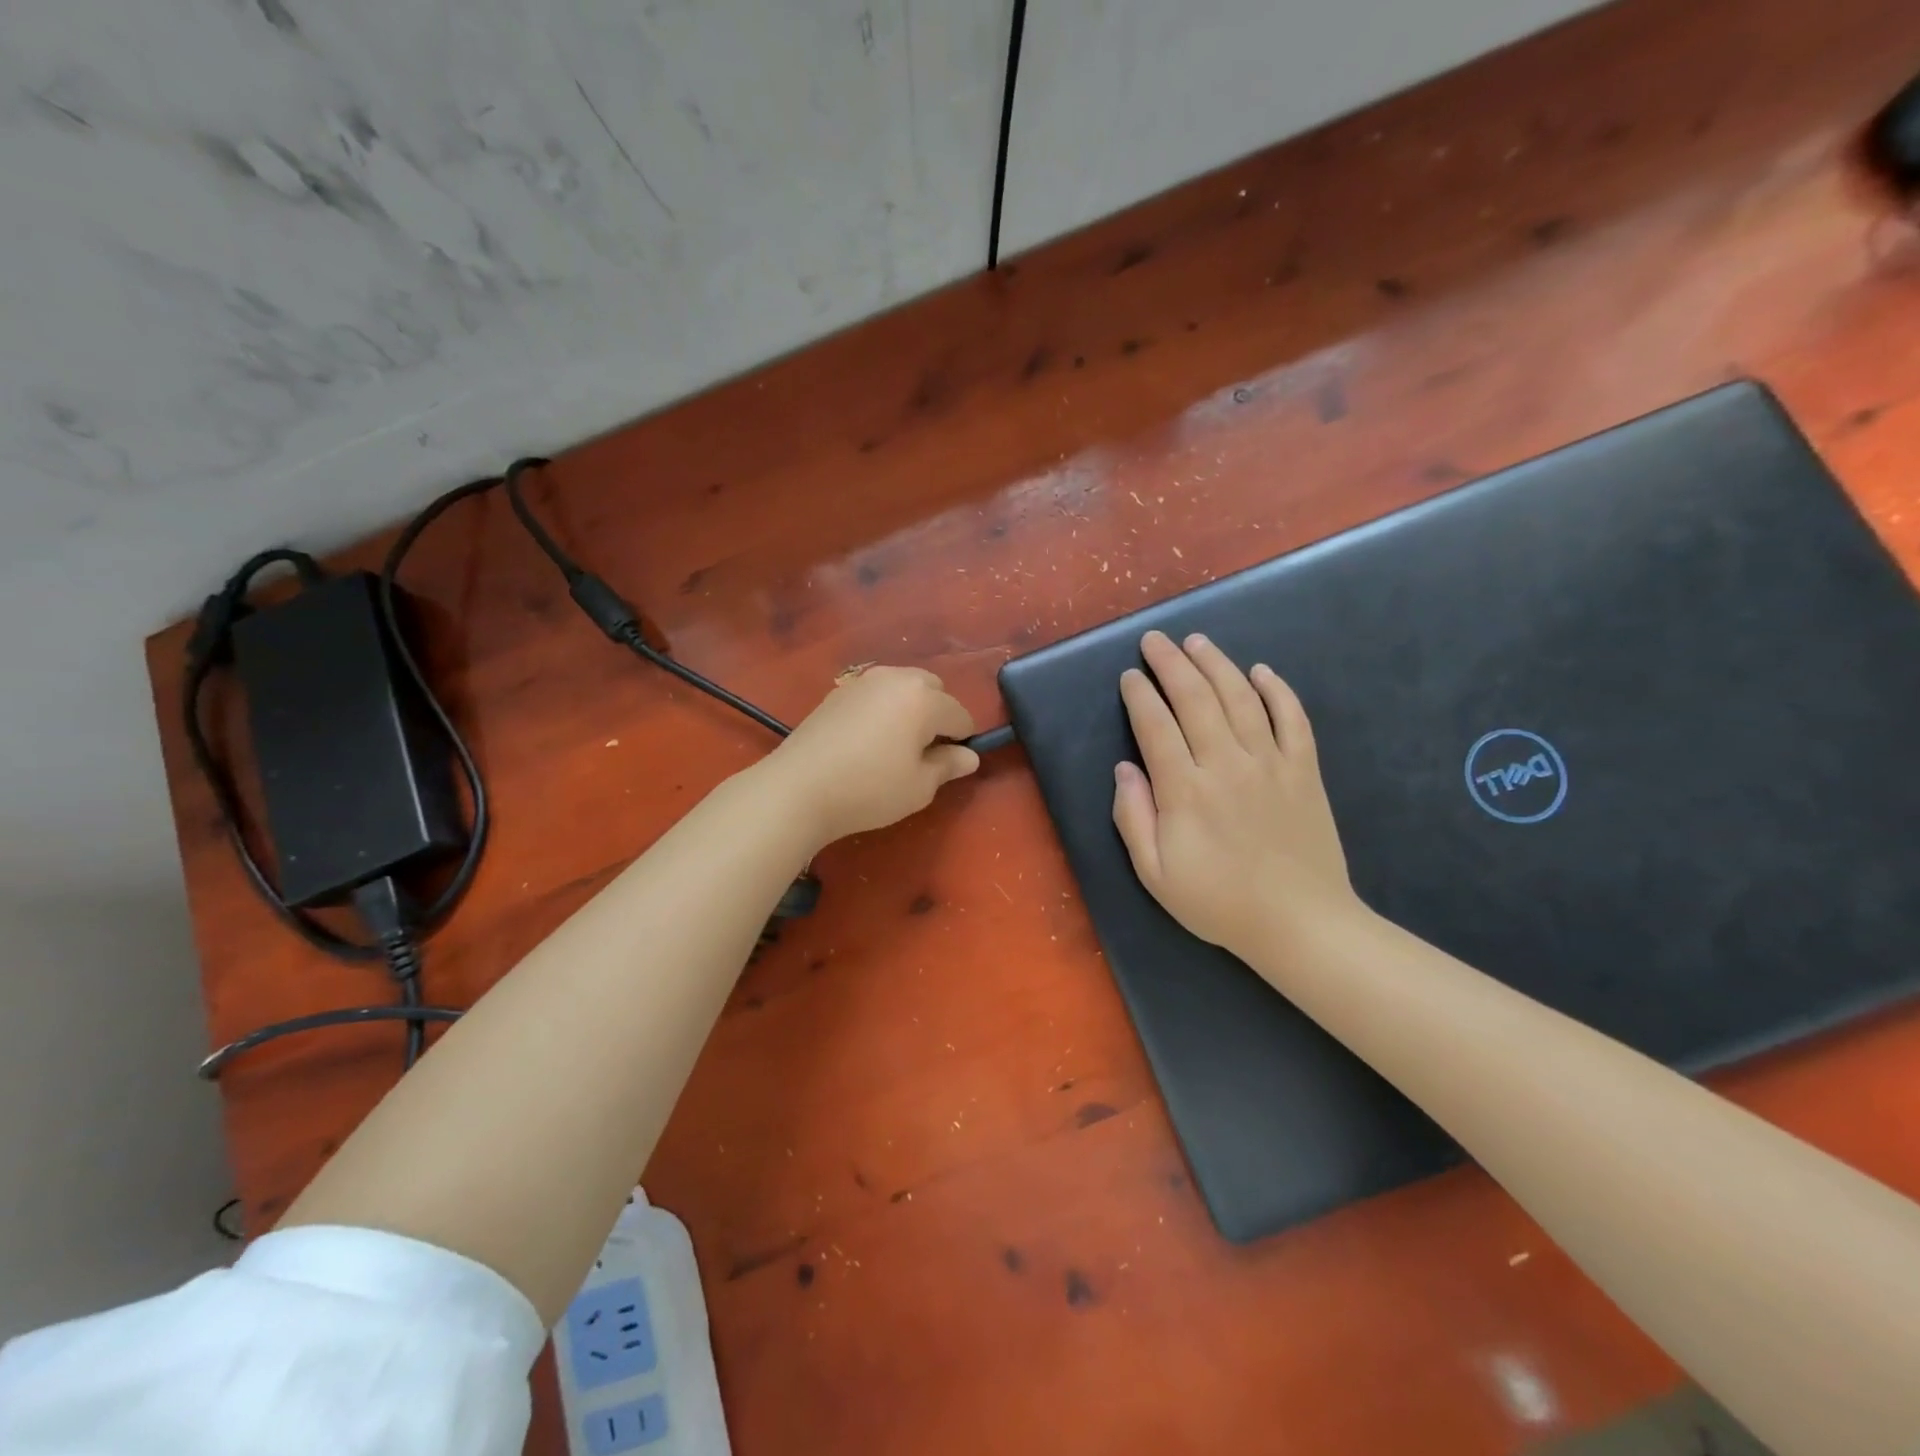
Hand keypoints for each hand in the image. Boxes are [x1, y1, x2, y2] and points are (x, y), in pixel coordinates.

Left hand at [765, 666, 978, 847]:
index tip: (949, 766)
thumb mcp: (919, 786)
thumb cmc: (870, 789)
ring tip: (895, 746)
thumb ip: (948, 766)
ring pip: (902, 687)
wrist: (798, 788)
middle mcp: (896, 678)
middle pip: (933, 689)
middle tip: (923, 753)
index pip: (960, 715)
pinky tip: (867, 741)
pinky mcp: (837, 692)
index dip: (962, 741)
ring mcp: (863, 681)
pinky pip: (875, 694)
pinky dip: (882, 710)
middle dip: (937, 715)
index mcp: (924, 698)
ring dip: (910, 709)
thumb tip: (970, 756)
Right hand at [1113, 631, 1359, 959]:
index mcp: (1185, 790)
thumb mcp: (1155, 874)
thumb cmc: (1218, 902)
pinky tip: (1261, 671)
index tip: (1129, 676)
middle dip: (1171, 663)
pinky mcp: (1304, 770)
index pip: (1155, 726)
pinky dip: (1278, 690)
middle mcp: (1226, 764)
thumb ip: (1133, 818)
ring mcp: (1270, 763)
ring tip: (1197, 641)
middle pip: (1195, 698)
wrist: (1300, 924)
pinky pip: (1293, 718)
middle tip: (1155, 640)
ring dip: (1217, 663)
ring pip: (1241, 698)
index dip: (1140, 695)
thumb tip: (1124, 769)